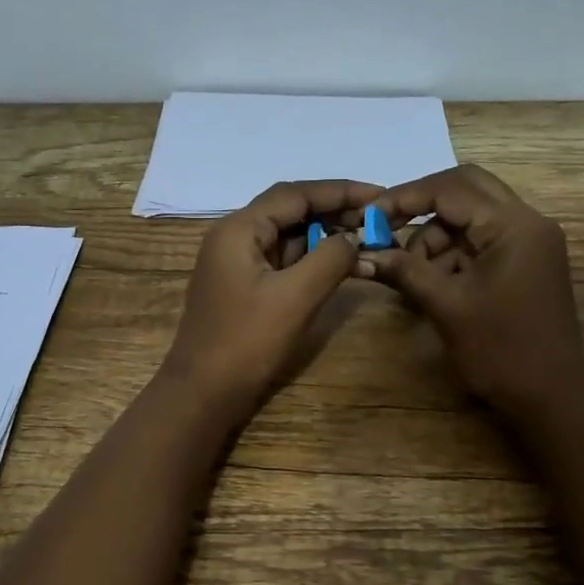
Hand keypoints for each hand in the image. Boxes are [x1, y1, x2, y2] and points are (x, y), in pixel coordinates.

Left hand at [161, 179, 380, 417]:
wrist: (203, 393)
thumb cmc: (246, 342)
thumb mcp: (295, 297)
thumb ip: (329, 259)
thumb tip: (354, 237)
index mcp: (238, 229)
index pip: (295, 194)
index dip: (340, 191)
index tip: (380, 195)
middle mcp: (234, 237)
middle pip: (290, 211)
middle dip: (334, 212)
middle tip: (378, 220)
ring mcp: (237, 263)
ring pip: (287, 236)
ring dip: (325, 236)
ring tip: (367, 239)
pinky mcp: (244, 287)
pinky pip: (283, 261)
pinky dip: (311, 259)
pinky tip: (340, 264)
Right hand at [357, 165, 583, 412]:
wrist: (551, 398)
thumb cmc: (501, 351)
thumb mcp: (446, 306)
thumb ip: (405, 271)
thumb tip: (361, 254)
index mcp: (514, 225)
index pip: (452, 188)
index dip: (405, 197)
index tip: (368, 215)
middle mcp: (526, 222)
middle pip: (465, 190)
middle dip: (421, 206)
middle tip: (385, 227)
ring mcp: (527, 242)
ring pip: (469, 217)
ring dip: (433, 237)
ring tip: (407, 273)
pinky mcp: (522, 262)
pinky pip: (478, 242)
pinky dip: (450, 254)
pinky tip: (428, 282)